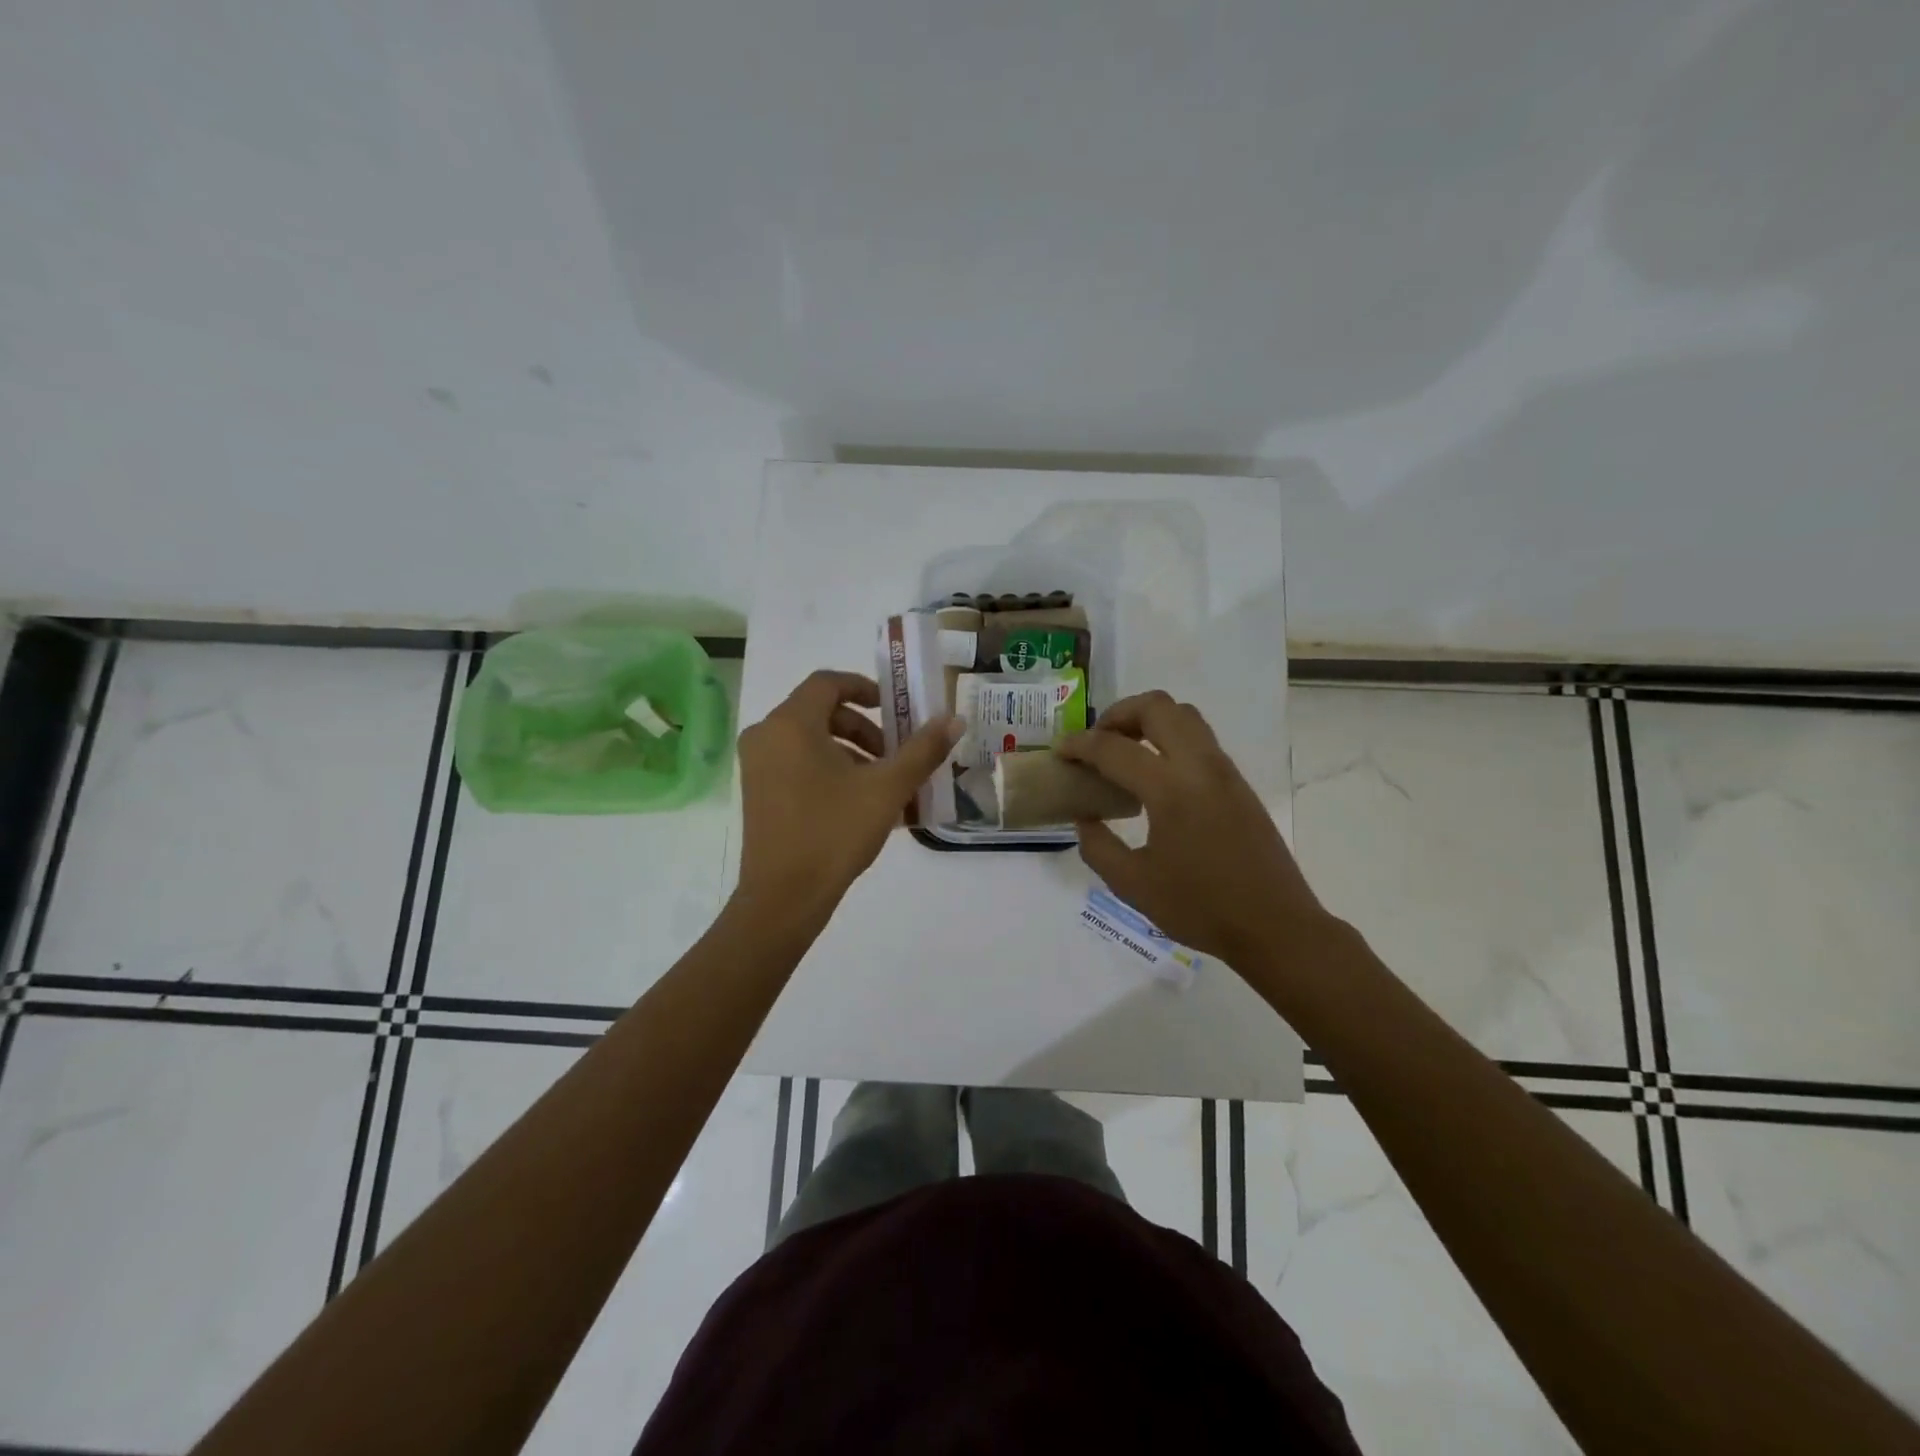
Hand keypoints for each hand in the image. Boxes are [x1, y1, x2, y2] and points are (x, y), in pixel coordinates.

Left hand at [734, 670, 961, 920]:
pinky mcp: (757, 791)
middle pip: (821, 712)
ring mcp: (757, 765)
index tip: (894, 709)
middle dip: (864, 729)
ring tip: (883, 786)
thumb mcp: (887, 789)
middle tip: (894, 756)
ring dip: (850, 752)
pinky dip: (829, 770)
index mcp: (791, 723)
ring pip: (810, 740)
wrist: (783, 898)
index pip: (828, 682)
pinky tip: (859, 804)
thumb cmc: (834, 833)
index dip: (865, 688)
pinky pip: (797, 763)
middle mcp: (766, 735)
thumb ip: (922, 750)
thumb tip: (954, 720)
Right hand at [1057, 691, 1327, 968]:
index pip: (1115, 749)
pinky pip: (1200, 738)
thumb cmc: (1201, 909)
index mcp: (1170, 791)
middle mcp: (1200, 767)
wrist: (1276, 926)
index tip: (1060, 751)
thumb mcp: (1133, 886)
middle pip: (1158, 707)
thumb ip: (1098, 846)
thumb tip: (1085, 818)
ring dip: (1148, 720)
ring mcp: (1224, 771)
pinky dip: (1170, 738)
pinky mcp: (1238, 783)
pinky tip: (1155, 775)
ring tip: (1124, 751)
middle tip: (1097, 741)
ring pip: (1184, 715)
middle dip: (1119, 714)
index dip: (1080, 745)